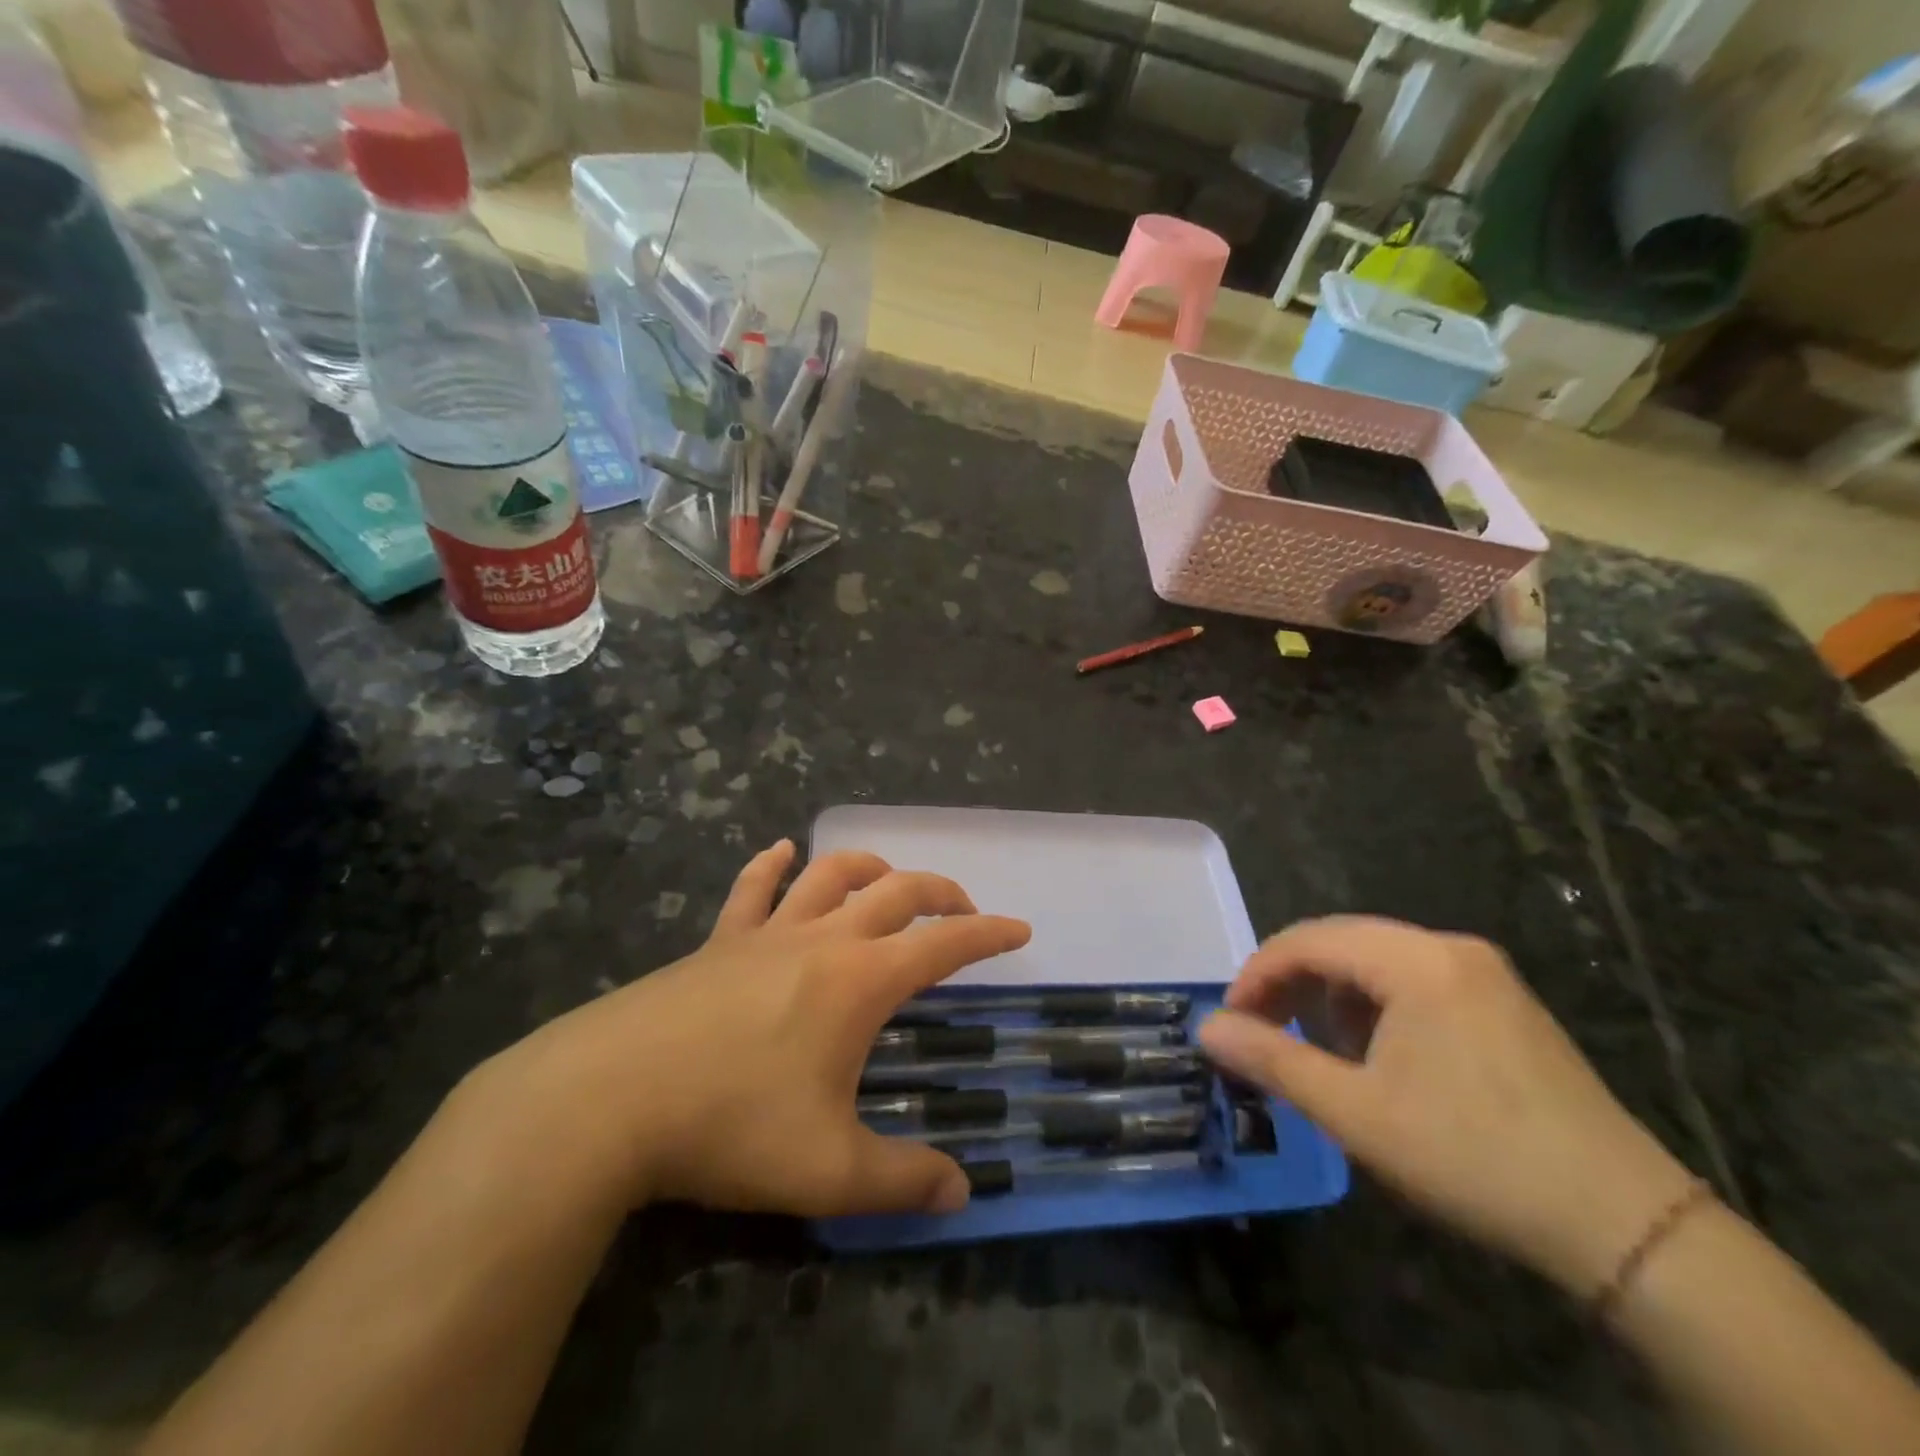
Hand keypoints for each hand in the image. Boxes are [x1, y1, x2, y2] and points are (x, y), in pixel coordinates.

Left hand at [460, 841, 1030, 1219]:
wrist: (609, 1099)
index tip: (1019, 929)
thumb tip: (960, 1193)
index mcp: (860, 980)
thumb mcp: (828, 1169)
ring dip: (868, 866)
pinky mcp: (717, 940)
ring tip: (888, 877)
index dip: (988, 935)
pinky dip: (772, 864)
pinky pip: (752, 888)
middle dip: (940, 893)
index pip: (944, 944)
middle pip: (896, 891)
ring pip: (829, 874)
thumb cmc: (730, 1124)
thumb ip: (902, 1181)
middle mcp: (822, 939)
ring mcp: (765, 932)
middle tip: (963, 911)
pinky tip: (781, 851)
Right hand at [1198, 917, 1696, 1295]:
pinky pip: (1415, 981)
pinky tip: (1375, 1054)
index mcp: (1416, 960)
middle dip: (1291, 981)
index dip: (1257, 973)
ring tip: (1315, 1047)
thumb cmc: (1473, 1156)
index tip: (1230, 1019)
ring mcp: (1485, 974)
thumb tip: (1206, 1027)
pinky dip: (1375, 1006)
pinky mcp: (1505, 1004)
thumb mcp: (1356, 1112)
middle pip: (1342, 941)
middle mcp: (1450, 949)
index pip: (1308, 939)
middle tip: (1260, 1029)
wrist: (1626, 1226)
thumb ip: (1273, 1059)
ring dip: (1332, 994)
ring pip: (1378, 960)